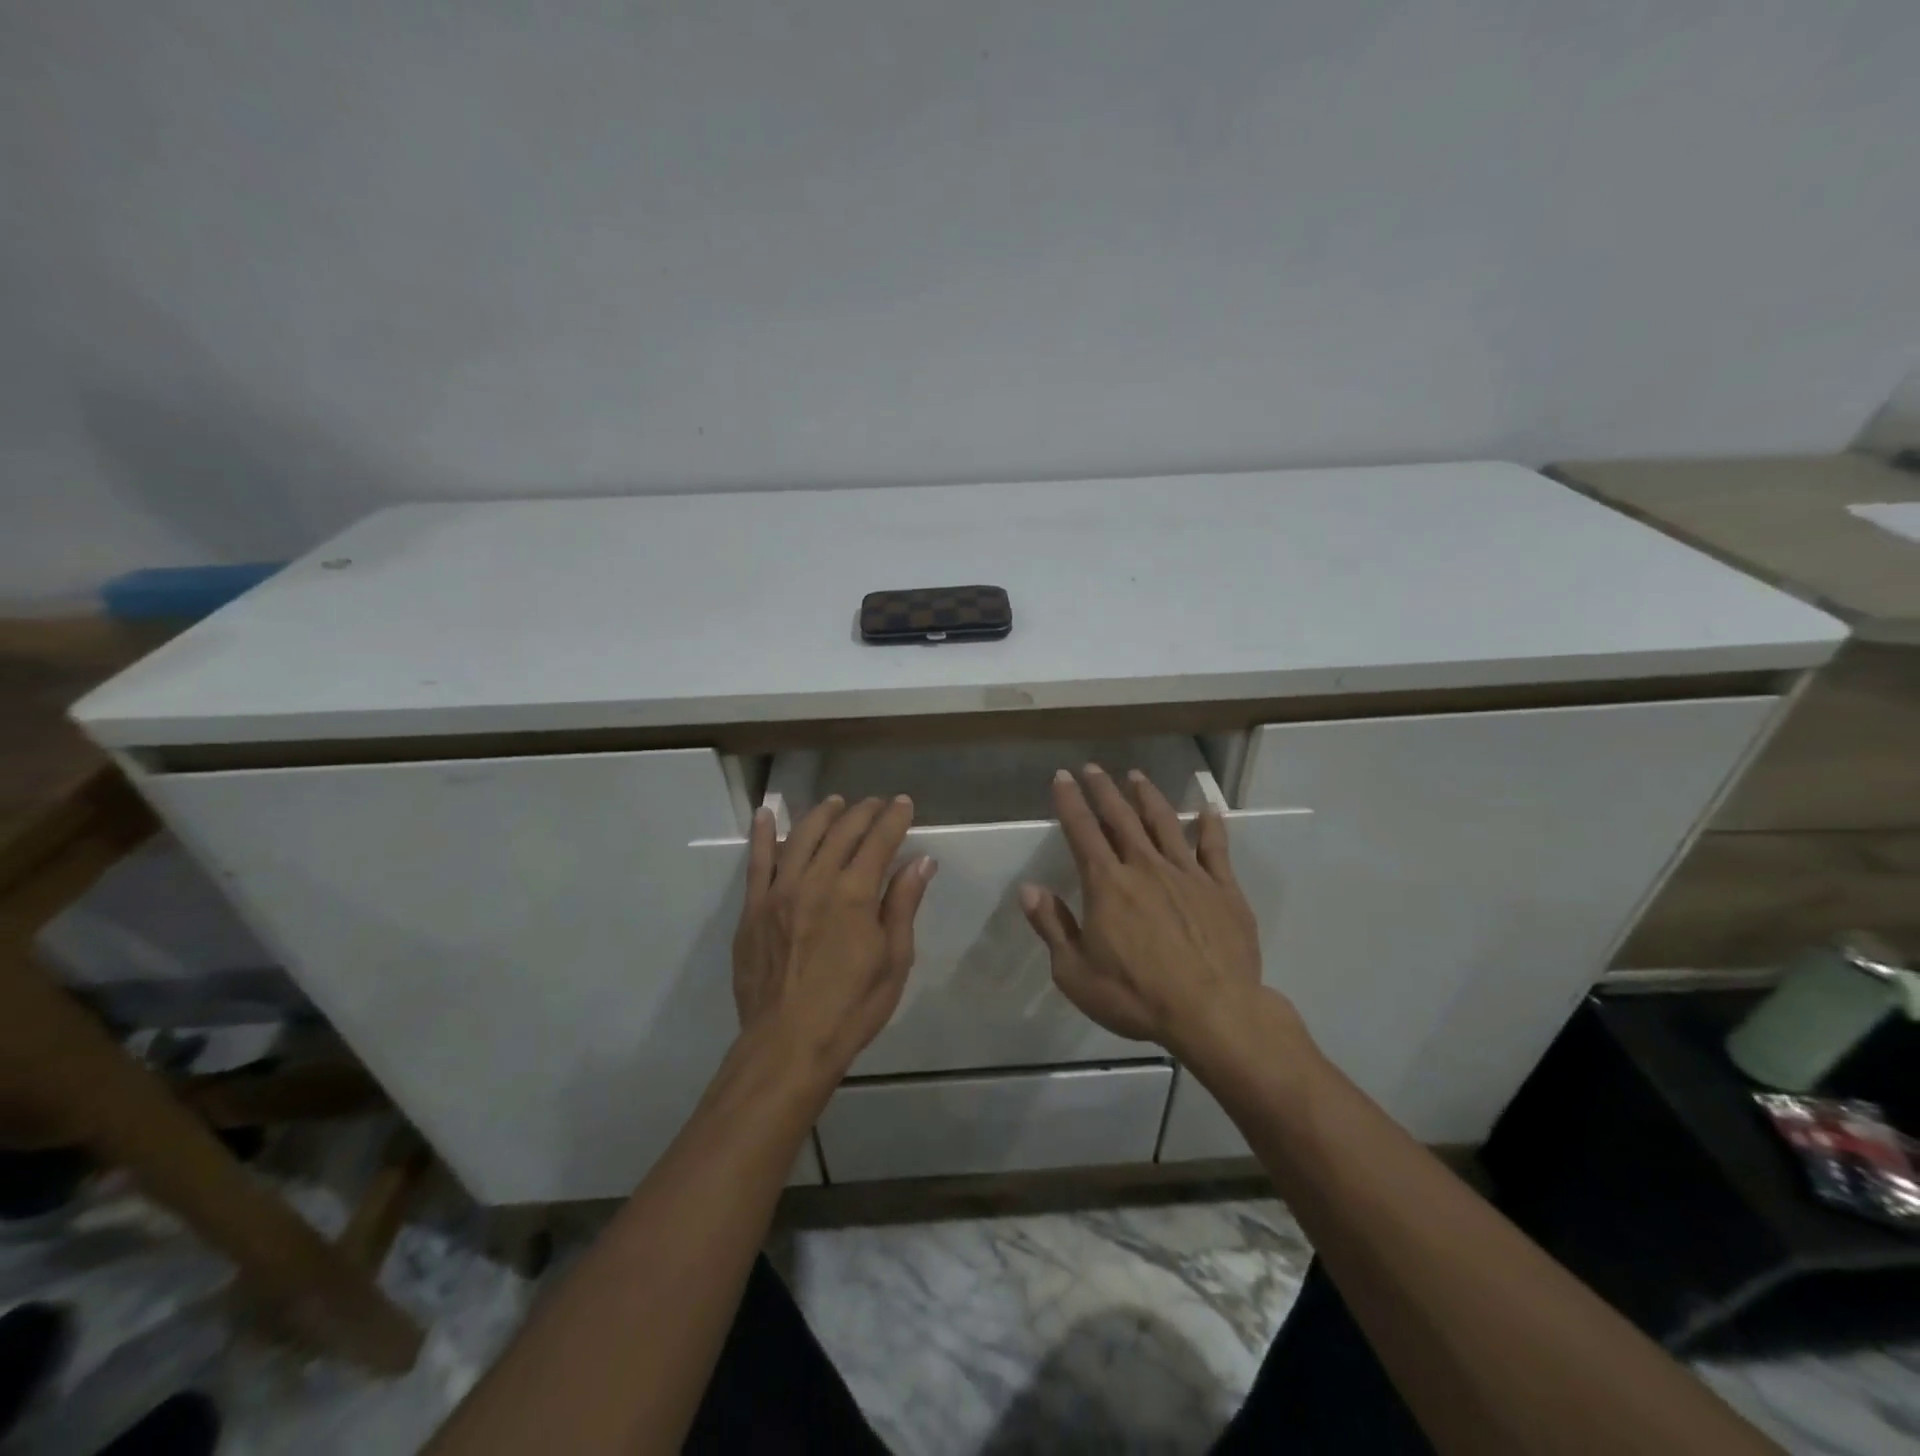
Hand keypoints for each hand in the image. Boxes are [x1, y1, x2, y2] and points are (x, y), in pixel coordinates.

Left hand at [732, 794, 936, 1075]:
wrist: (788, 1044)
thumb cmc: (851, 1007)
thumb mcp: (893, 960)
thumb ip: (902, 904)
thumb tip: (921, 861)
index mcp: (854, 894)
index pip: (879, 840)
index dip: (894, 818)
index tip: (903, 803)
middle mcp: (816, 880)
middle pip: (842, 831)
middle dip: (863, 812)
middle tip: (876, 803)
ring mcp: (779, 891)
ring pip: (801, 836)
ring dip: (822, 814)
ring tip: (835, 804)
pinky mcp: (753, 908)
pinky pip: (757, 861)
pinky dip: (762, 833)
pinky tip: (766, 814)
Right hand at [1020, 765, 1266, 1056]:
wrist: (1214, 1013)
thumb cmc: (1136, 996)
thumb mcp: (1076, 972)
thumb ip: (1053, 927)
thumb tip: (1028, 889)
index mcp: (1107, 884)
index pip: (1083, 832)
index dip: (1070, 802)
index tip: (1062, 777)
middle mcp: (1146, 867)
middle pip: (1122, 818)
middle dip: (1104, 790)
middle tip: (1093, 768)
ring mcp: (1188, 875)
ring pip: (1165, 824)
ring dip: (1148, 797)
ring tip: (1137, 776)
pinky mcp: (1223, 890)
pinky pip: (1216, 848)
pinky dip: (1211, 826)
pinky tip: (1208, 810)